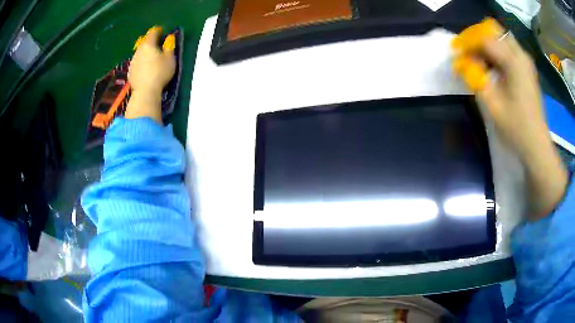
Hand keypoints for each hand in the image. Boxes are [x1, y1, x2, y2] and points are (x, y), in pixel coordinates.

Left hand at [125, 26, 175, 123]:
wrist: (145, 91)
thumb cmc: (160, 72)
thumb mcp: (170, 59)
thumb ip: (169, 46)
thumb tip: (169, 38)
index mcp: (149, 44)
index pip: (153, 32)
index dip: (158, 30)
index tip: (163, 32)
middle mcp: (139, 50)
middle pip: (145, 42)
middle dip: (151, 42)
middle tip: (158, 46)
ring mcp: (133, 61)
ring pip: (140, 52)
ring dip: (146, 53)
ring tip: (152, 59)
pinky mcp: (130, 72)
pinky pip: (137, 63)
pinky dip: (142, 63)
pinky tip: (146, 69)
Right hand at [452, 19, 567, 219]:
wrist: (536, 144)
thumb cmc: (515, 127)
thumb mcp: (491, 103)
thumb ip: (475, 77)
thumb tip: (462, 61)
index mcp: (514, 62)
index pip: (485, 39)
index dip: (468, 42)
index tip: (457, 52)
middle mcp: (521, 55)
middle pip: (495, 32)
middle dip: (479, 39)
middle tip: (469, 53)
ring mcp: (526, 62)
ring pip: (502, 39)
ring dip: (488, 45)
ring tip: (479, 61)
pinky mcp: (527, 69)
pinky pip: (509, 50)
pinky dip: (498, 53)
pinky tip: (493, 68)